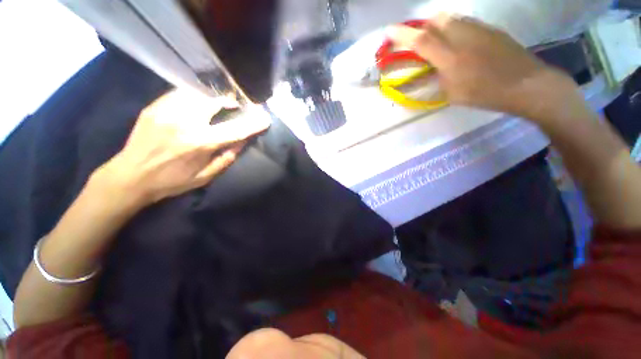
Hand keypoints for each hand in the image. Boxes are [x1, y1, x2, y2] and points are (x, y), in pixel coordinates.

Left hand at [100, 88, 269, 205]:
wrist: (131, 177)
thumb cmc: (172, 181)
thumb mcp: (206, 176)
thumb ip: (227, 158)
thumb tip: (242, 142)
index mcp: (200, 143)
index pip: (235, 130)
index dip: (253, 124)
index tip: (265, 119)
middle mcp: (185, 123)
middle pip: (214, 103)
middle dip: (229, 102)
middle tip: (236, 105)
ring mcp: (167, 112)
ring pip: (196, 94)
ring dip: (211, 97)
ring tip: (217, 102)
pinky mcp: (154, 108)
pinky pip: (179, 94)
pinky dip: (193, 96)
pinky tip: (196, 102)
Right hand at [387, 14, 574, 117]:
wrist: (525, 84)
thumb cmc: (485, 94)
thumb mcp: (453, 94)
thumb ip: (435, 80)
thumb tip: (424, 73)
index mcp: (450, 58)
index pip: (421, 41)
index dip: (403, 35)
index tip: (389, 31)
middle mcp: (463, 37)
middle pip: (436, 20)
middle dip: (421, 26)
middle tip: (417, 39)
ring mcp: (478, 29)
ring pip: (450, 18)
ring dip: (437, 25)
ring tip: (436, 40)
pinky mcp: (489, 28)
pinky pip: (464, 21)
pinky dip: (453, 27)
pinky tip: (457, 41)